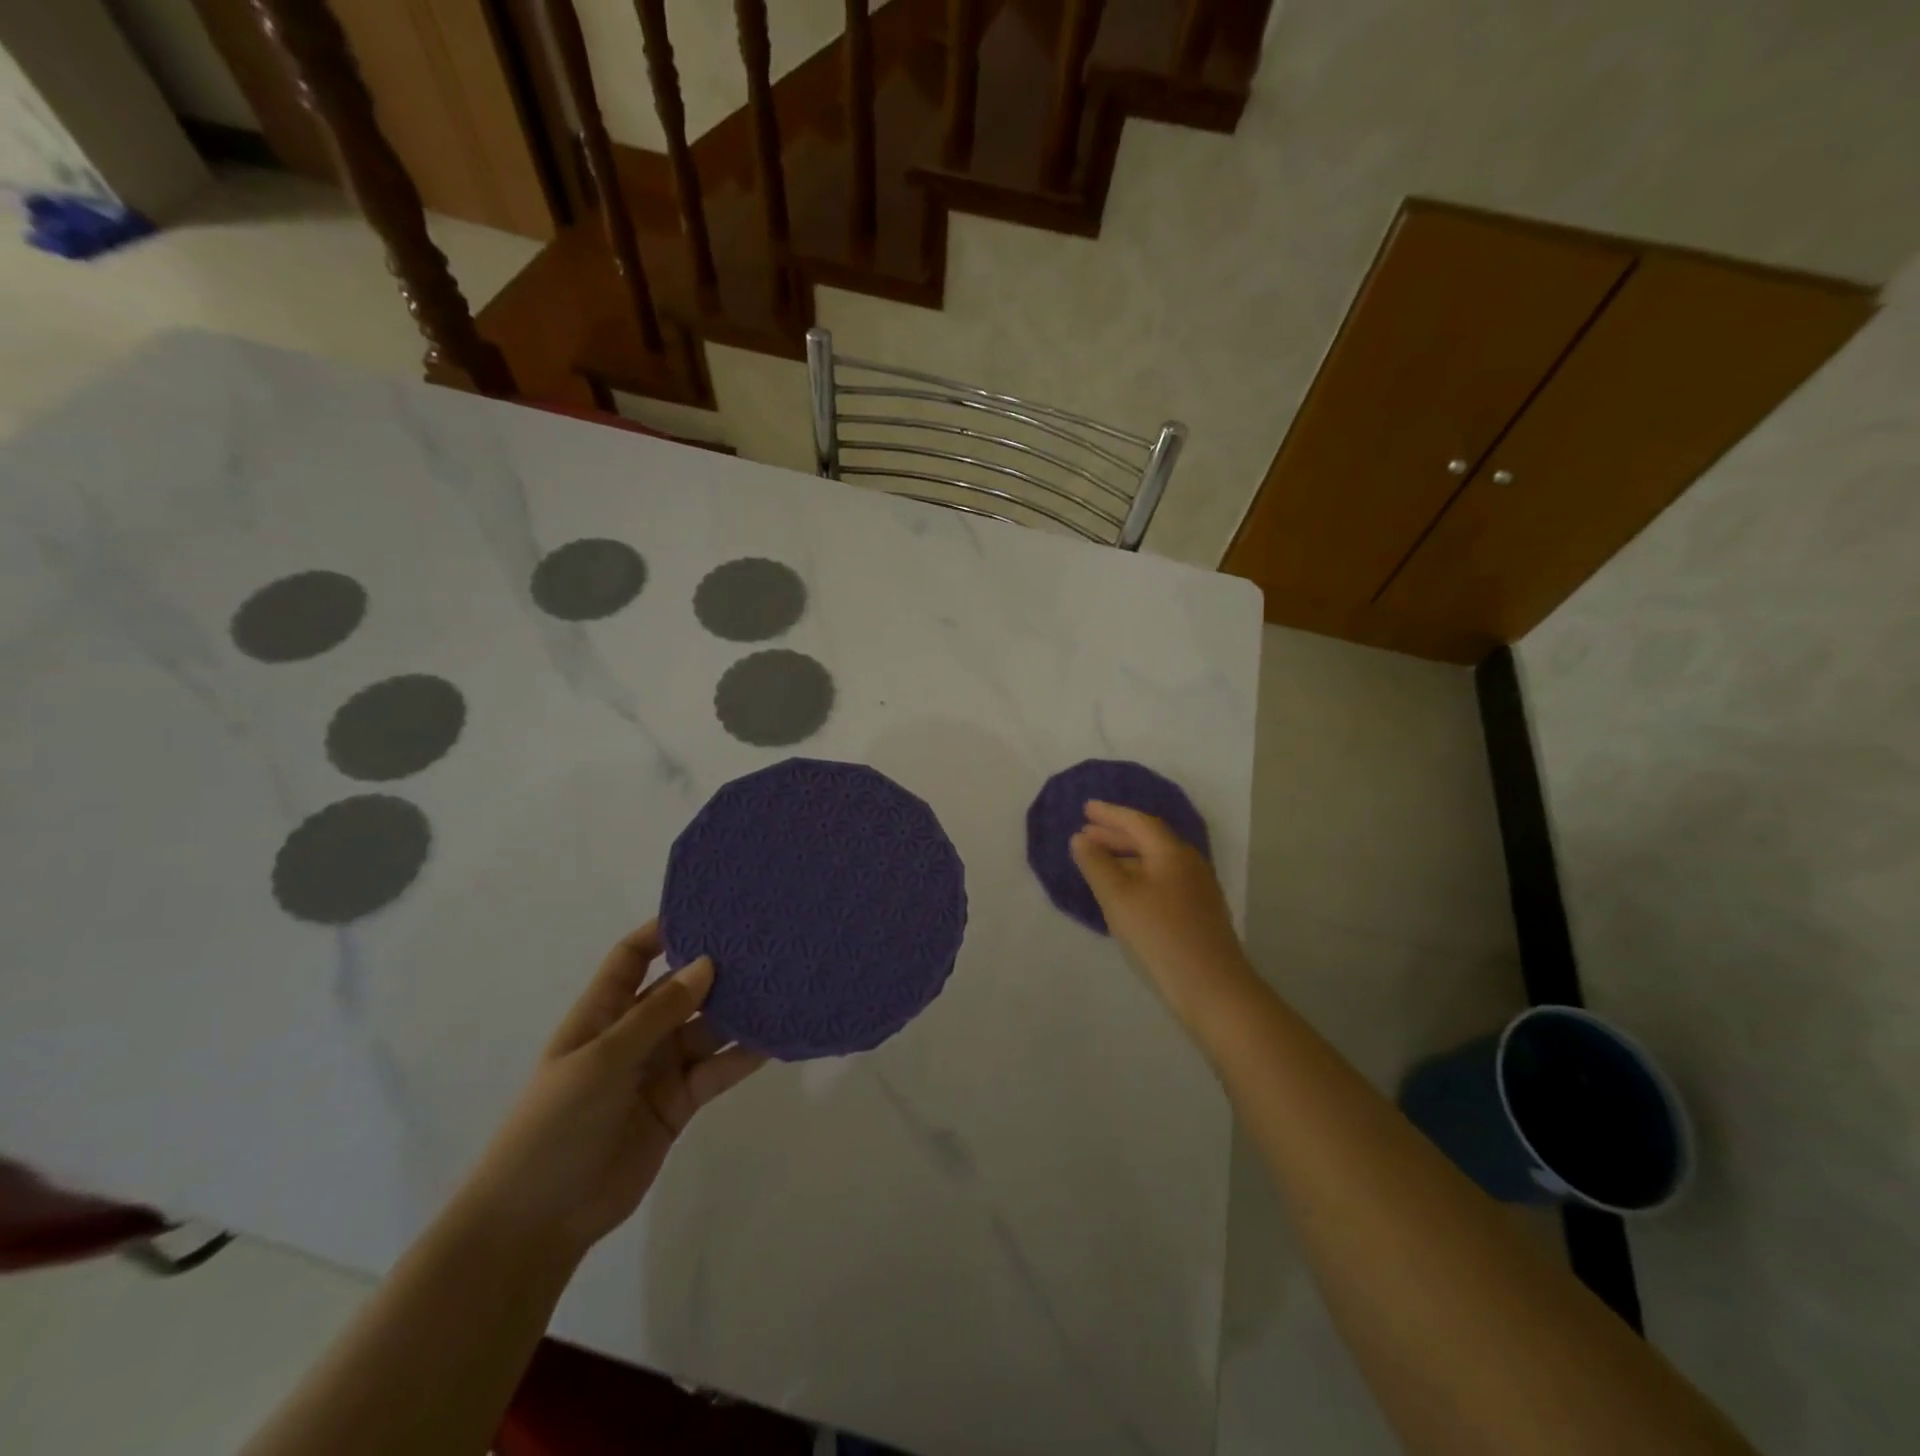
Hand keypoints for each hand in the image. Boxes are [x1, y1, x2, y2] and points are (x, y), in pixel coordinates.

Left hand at [458, 922, 766, 1262]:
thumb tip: (706, 963)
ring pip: (706, 1029)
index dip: (662, 931)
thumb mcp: (602, 1060)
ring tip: (780, 985)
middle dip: (714, 969)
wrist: (539, 1221)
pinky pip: (717, 1070)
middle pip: (680, 990)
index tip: (707, 909)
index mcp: (602, 1014)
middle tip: (763, 944)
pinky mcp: (680, 1103)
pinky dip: (743, 1056)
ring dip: (737, 1012)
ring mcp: (659, 1069)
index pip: (632, 957)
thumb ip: (657, 1013)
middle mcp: (634, 1034)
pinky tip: (775, 1039)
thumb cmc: (555, 1126)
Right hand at [1070, 800, 1254, 1027]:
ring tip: (1100, 859)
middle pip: (1149, 839)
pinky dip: (1138, 874)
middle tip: (1087, 831)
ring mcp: (1197, 888)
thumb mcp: (1118, 897)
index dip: (1110, 814)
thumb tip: (1080, 838)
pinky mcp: (1198, 911)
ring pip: (1156, 860)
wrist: (1212, 988)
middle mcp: (1188, 863)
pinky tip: (1126, 890)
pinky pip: (1162, 878)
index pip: (1138, 822)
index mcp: (1171, 852)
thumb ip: (1096, 864)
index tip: (1085, 808)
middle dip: (1116, 833)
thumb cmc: (1159, 935)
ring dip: (1126, 855)